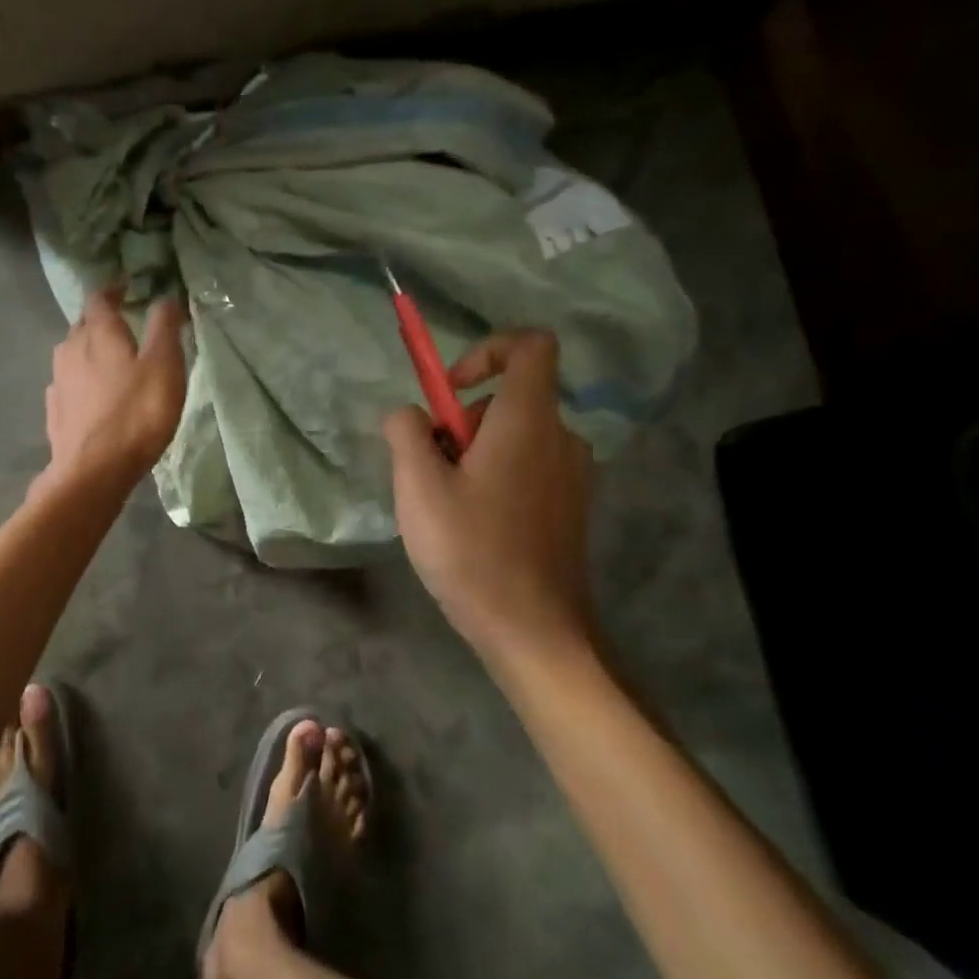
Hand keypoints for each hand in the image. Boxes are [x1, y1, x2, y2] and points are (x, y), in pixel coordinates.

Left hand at [43, 286, 187, 487]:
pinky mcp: (55, 410)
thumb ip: (165, 327)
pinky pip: (69, 384)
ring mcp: (58, 381)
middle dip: (103, 321)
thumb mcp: (164, 366)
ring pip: (74, 354)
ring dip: (91, 351)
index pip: (99, 297)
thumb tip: (166, 296)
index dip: (114, 289)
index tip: (128, 287)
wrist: (92, 471)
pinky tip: (95, 396)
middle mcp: (70, 348)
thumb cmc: (136, 414)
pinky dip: (83, 380)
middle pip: (84, 325)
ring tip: (113, 361)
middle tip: (126, 325)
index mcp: (98, 332)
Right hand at [384, 330, 597, 663]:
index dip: (487, 350)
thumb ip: (406, 433)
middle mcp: (560, 438)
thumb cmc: (473, 552)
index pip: (531, 346)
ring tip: (447, 507)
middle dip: (461, 423)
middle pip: (508, 399)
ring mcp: (572, 475)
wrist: (535, 632)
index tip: (450, 390)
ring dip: (473, 455)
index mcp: (528, 421)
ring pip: (512, 438)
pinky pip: (527, 468)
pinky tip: (473, 528)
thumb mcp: (418, 487)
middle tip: (431, 472)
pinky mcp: (570, 507)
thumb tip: (409, 414)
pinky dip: (495, 478)